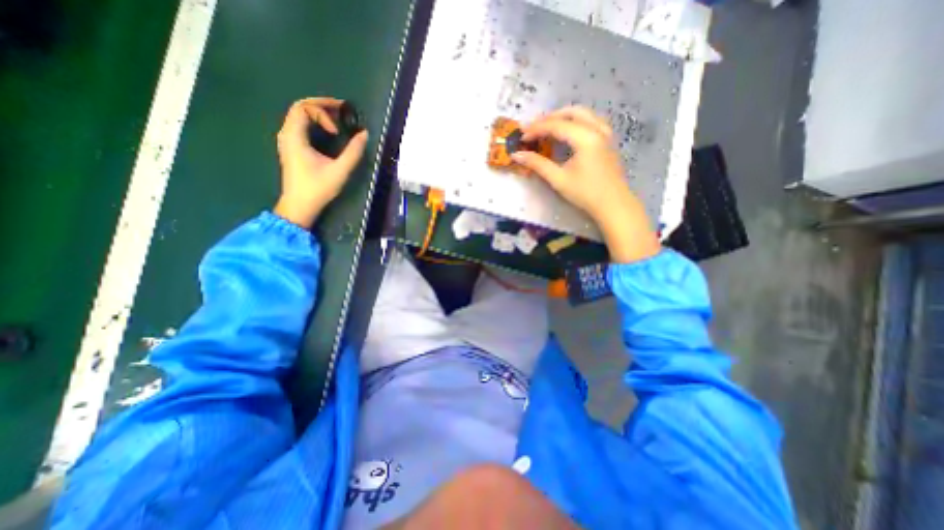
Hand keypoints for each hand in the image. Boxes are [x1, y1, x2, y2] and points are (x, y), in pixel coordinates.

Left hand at [273, 97, 367, 228]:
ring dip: (318, 114)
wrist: (300, 205)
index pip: (303, 108)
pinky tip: (328, 132)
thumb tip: (364, 134)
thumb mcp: (339, 171)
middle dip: (322, 106)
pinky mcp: (291, 148)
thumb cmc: (318, 188)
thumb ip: (353, 152)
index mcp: (294, 136)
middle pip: (300, 108)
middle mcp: (287, 134)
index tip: (337, 130)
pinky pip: (301, 126)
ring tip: (338, 119)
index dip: (323, 112)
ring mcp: (287, 141)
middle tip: (342, 111)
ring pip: (299, 116)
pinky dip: (315, 123)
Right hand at [513, 106, 657, 263]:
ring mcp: (605, 133)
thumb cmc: (585, 193)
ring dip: (563, 117)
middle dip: (549, 118)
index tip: (521, 136)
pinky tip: (567, 132)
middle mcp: (597, 128)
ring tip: (547, 127)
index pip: (556, 125)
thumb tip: (517, 155)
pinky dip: (575, 122)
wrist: (613, 204)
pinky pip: (590, 121)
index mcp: (585, 137)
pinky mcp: (608, 140)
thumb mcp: (558, 179)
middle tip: (533, 128)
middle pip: (571, 112)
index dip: (536, 129)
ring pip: (583, 114)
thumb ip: (537, 164)